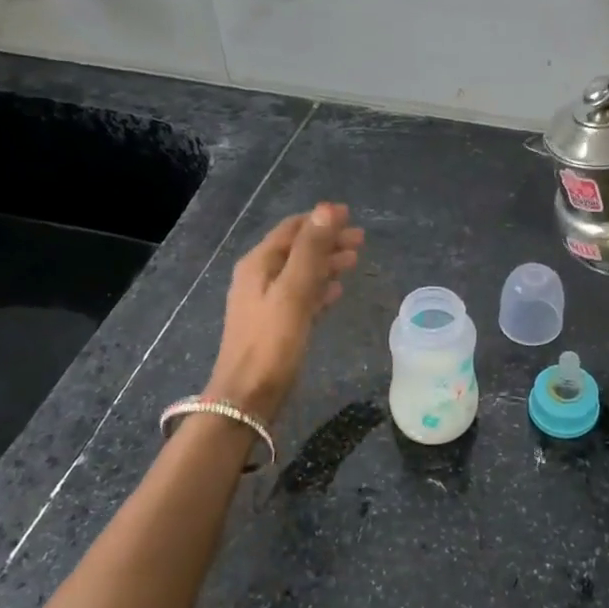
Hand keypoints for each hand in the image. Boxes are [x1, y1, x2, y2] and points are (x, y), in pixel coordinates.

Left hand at [205, 203, 363, 420]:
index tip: (350, 215)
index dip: (320, 220)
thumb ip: (311, 250)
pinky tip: (336, 292)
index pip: (292, 229)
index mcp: (259, 264)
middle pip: (297, 249)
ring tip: (354, 261)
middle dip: (327, 241)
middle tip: (361, 240)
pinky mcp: (274, 325)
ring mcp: (265, 302)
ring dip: (326, 263)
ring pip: (300, 272)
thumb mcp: (294, 292)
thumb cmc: (271, 343)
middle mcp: (258, 278)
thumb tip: (328, 210)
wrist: (247, 398)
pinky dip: (319, 287)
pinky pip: (300, 296)